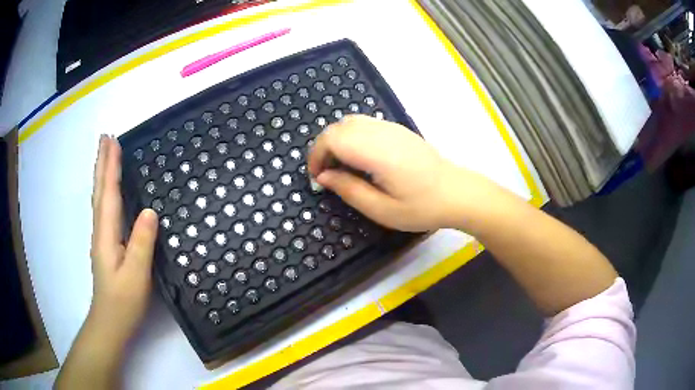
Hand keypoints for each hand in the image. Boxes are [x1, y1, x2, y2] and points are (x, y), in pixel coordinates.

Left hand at [57, 136, 158, 388]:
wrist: (110, 322)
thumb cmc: (123, 301)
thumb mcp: (136, 275)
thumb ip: (141, 243)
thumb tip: (149, 210)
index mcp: (106, 234)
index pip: (108, 193)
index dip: (111, 166)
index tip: (114, 140)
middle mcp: (100, 230)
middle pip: (99, 190)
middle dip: (102, 162)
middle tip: (106, 138)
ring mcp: (102, 237)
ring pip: (99, 198)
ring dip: (102, 173)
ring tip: (105, 154)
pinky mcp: (106, 244)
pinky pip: (104, 208)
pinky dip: (104, 190)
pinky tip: (108, 189)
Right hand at [308, 115, 493, 231]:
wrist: (457, 192)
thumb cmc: (422, 207)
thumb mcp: (382, 210)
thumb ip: (349, 190)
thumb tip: (324, 176)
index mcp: (377, 152)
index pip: (333, 139)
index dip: (316, 155)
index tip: (317, 178)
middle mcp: (382, 132)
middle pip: (338, 127)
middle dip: (323, 148)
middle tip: (327, 175)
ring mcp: (391, 127)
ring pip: (350, 122)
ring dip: (337, 141)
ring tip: (341, 166)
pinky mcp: (397, 129)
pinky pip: (364, 123)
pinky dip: (351, 136)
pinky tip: (359, 158)